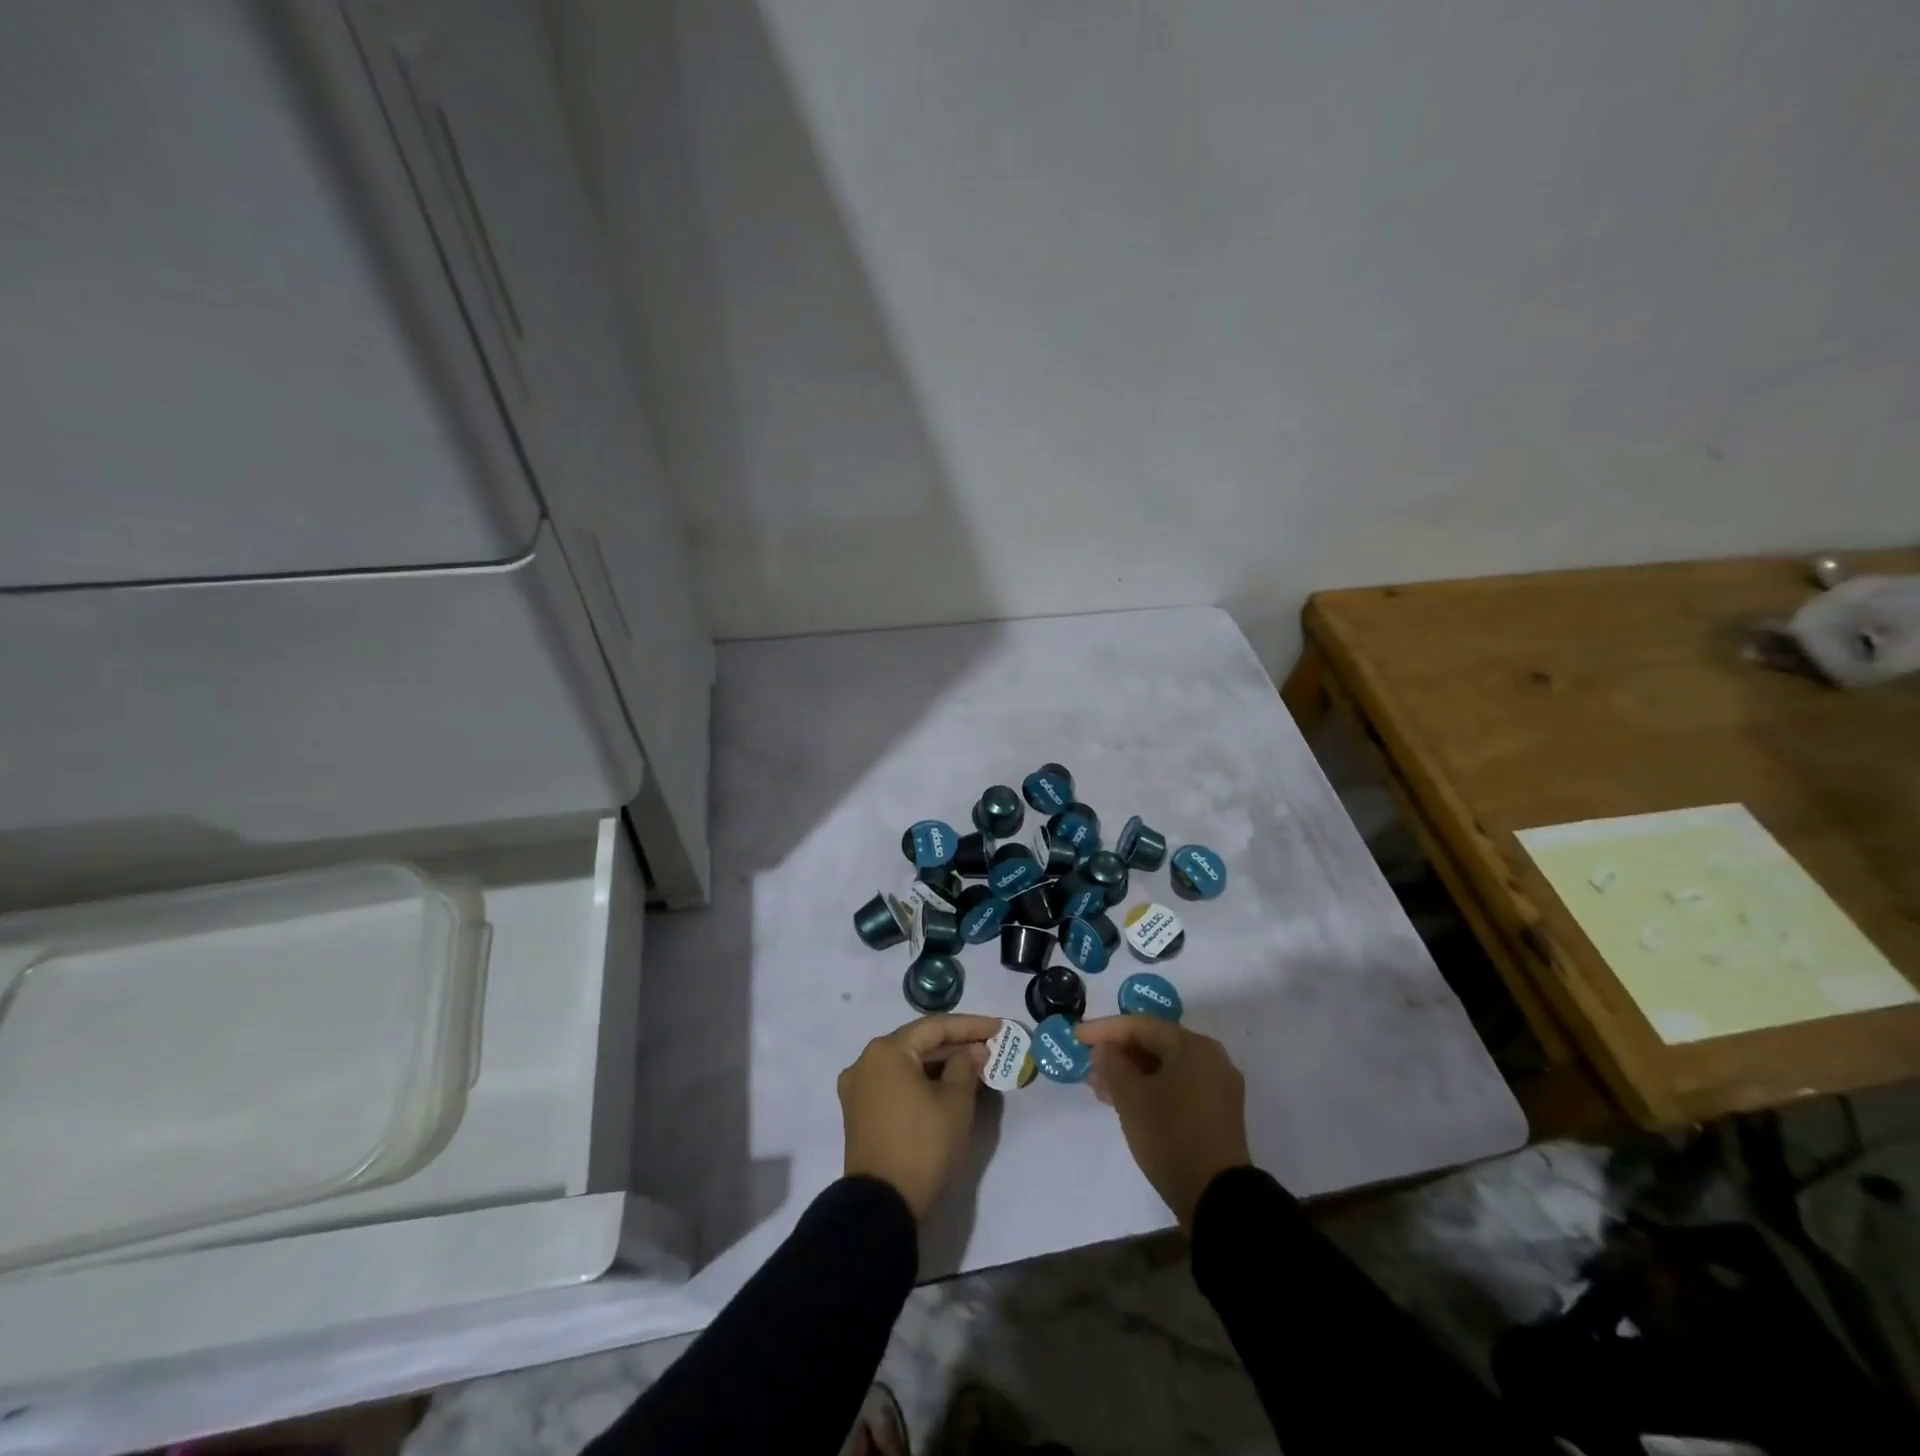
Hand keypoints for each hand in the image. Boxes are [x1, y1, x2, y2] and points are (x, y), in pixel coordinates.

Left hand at [839, 1014, 1001, 1218]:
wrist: (882, 1205)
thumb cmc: (922, 1144)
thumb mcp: (955, 1102)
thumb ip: (966, 1067)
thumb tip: (973, 1050)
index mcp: (886, 1051)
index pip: (934, 1028)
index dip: (970, 1026)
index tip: (997, 1027)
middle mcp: (866, 1062)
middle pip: (917, 1043)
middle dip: (954, 1044)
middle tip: (986, 1045)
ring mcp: (858, 1088)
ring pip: (906, 1064)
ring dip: (938, 1064)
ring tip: (971, 1065)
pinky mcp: (859, 1113)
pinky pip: (895, 1084)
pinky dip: (920, 1081)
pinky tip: (945, 1086)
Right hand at [1075, 1016, 1250, 1229]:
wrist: (1218, 1199)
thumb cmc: (1170, 1136)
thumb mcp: (1131, 1098)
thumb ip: (1112, 1065)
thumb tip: (1105, 1050)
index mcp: (1192, 1046)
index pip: (1140, 1025)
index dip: (1104, 1030)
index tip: (1076, 1037)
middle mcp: (1210, 1058)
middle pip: (1155, 1044)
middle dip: (1118, 1053)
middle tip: (1088, 1064)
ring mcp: (1218, 1086)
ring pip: (1166, 1067)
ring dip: (1132, 1073)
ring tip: (1101, 1087)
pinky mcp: (1218, 1112)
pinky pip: (1178, 1086)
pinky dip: (1151, 1088)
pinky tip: (1126, 1102)